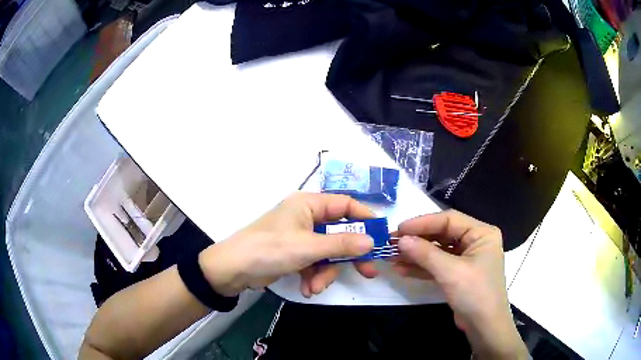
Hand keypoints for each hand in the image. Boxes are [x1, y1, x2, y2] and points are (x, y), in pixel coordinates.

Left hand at [198, 193, 378, 297]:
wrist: (233, 269)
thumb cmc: (270, 249)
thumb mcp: (308, 247)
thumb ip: (341, 244)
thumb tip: (371, 241)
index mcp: (309, 204)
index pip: (345, 205)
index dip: (365, 218)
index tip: (381, 236)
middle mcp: (306, 217)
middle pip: (339, 233)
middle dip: (349, 256)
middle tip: (368, 271)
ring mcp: (300, 237)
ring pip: (328, 253)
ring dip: (326, 273)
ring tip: (315, 287)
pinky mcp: (294, 254)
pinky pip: (315, 264)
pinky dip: (314, 277)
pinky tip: (307, 289)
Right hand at [393, 210, 528, 358]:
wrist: (484, 327)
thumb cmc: (475, 294)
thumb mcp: (451, 272)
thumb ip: (426, 254)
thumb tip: (401, 240)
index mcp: (481, 233)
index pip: (449, 220)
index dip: (423, 222)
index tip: (399, 229)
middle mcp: (475, 241)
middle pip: (442, 234)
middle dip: (417, 240)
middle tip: (393, 243)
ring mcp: (466, 259)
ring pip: (438, 250)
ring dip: (416, 254)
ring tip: (393, 257)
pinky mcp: (458, 274)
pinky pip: (438, 265)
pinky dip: (421, 267)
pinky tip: (402, 269)